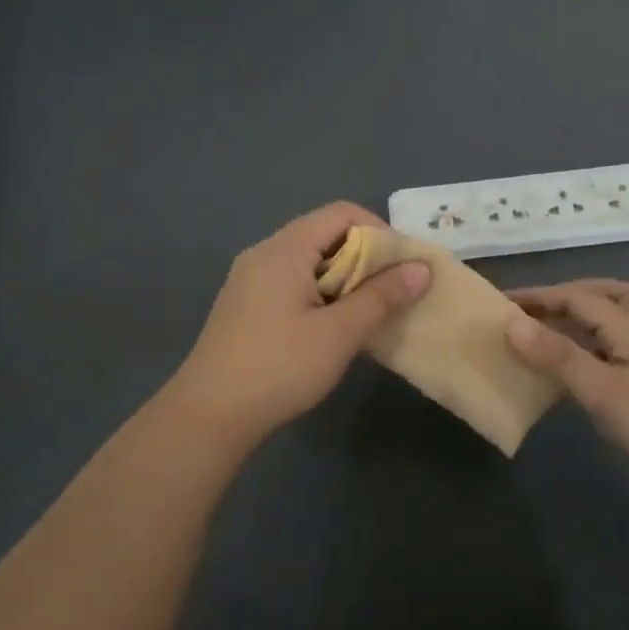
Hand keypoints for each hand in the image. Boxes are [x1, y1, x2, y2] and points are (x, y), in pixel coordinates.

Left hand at [165, 202, 430, 442]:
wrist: (208, 416)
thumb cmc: (279, 368)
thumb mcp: (339, 334)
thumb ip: (382, 297)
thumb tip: (421, 269)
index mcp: (285, 249)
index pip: (341, 213)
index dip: (378, 230)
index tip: (400, 266)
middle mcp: (264, 253)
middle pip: (323, 233)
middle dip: (363, 256)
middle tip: (390, 291)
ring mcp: (249, 279)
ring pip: (308, 260)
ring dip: (343, 278)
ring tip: (365, 311)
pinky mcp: (244, 305)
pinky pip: (291, 281)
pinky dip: (319, 292)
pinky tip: (329, 327)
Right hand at [506, 279, 628, 498]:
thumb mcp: (603, 390)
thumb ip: (558, 356)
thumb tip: (512, 323)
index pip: (578, 297)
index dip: (539, 296)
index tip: (501, 302)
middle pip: (611, 298)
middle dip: (573, 295)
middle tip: (537, 310)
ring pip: (613, 329)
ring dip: (582, 324)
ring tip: (547, 337)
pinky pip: (609, 360)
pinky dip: (587, 357)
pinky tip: (569, 379)